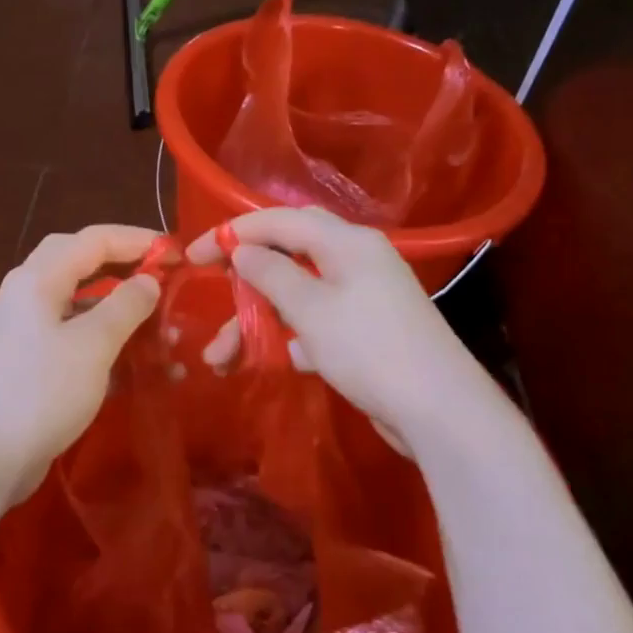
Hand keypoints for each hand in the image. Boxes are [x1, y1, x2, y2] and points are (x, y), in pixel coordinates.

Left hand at [0, 224, 162, 505]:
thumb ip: (125, 306)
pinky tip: (138, 366)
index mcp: (38, 279)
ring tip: (162, 330)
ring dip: (120, 311)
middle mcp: (28, 294)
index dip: (138, 240)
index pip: (94, 239)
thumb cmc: (40, 392)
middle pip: (81, 262)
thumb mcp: (92, 345)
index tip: (178, 254)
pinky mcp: (30, 364)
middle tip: (162, 278)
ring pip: (80, 304)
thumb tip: (148, 281)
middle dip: (125, 266)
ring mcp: (26, 330)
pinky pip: (74, 338)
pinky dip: (106, 344)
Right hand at [187, 207, 502, 454]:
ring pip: (296, 294)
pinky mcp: (365, 331)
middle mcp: (355, 259)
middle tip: (210, 289)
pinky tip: (270, 360)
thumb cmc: (370, 349)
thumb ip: (271, 274)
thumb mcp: (311, 309)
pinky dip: (288, 336)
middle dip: (244, 276)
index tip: (193, 256)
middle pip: (287, 253)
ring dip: (257, 319)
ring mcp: (362, 296)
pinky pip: (315, 322)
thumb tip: (243, 250)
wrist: (438, 411)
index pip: (278, 221)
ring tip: (222, 357)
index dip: (232, 233)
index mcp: (346, 242)